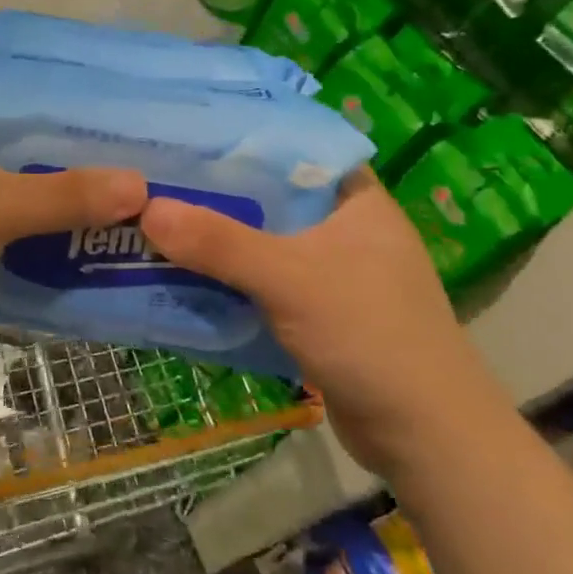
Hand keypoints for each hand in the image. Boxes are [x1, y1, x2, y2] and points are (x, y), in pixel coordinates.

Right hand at [140, 170, 507, 474]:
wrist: (426, 438)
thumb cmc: (370, 335)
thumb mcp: (289, 278)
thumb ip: (218, 242)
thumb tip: (146, 208)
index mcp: (356, 201)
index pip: (295, 149)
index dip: (242, 139)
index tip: (188, 135)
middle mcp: (345, 229)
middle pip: (270, 197)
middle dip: (217, 193)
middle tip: (157, 179)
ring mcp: (333, 274)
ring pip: (263, 242)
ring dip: (217, 241)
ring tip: (157, 221)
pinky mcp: (318, 314)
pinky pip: (262, 282)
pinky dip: (228, 279)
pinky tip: (184, 275)